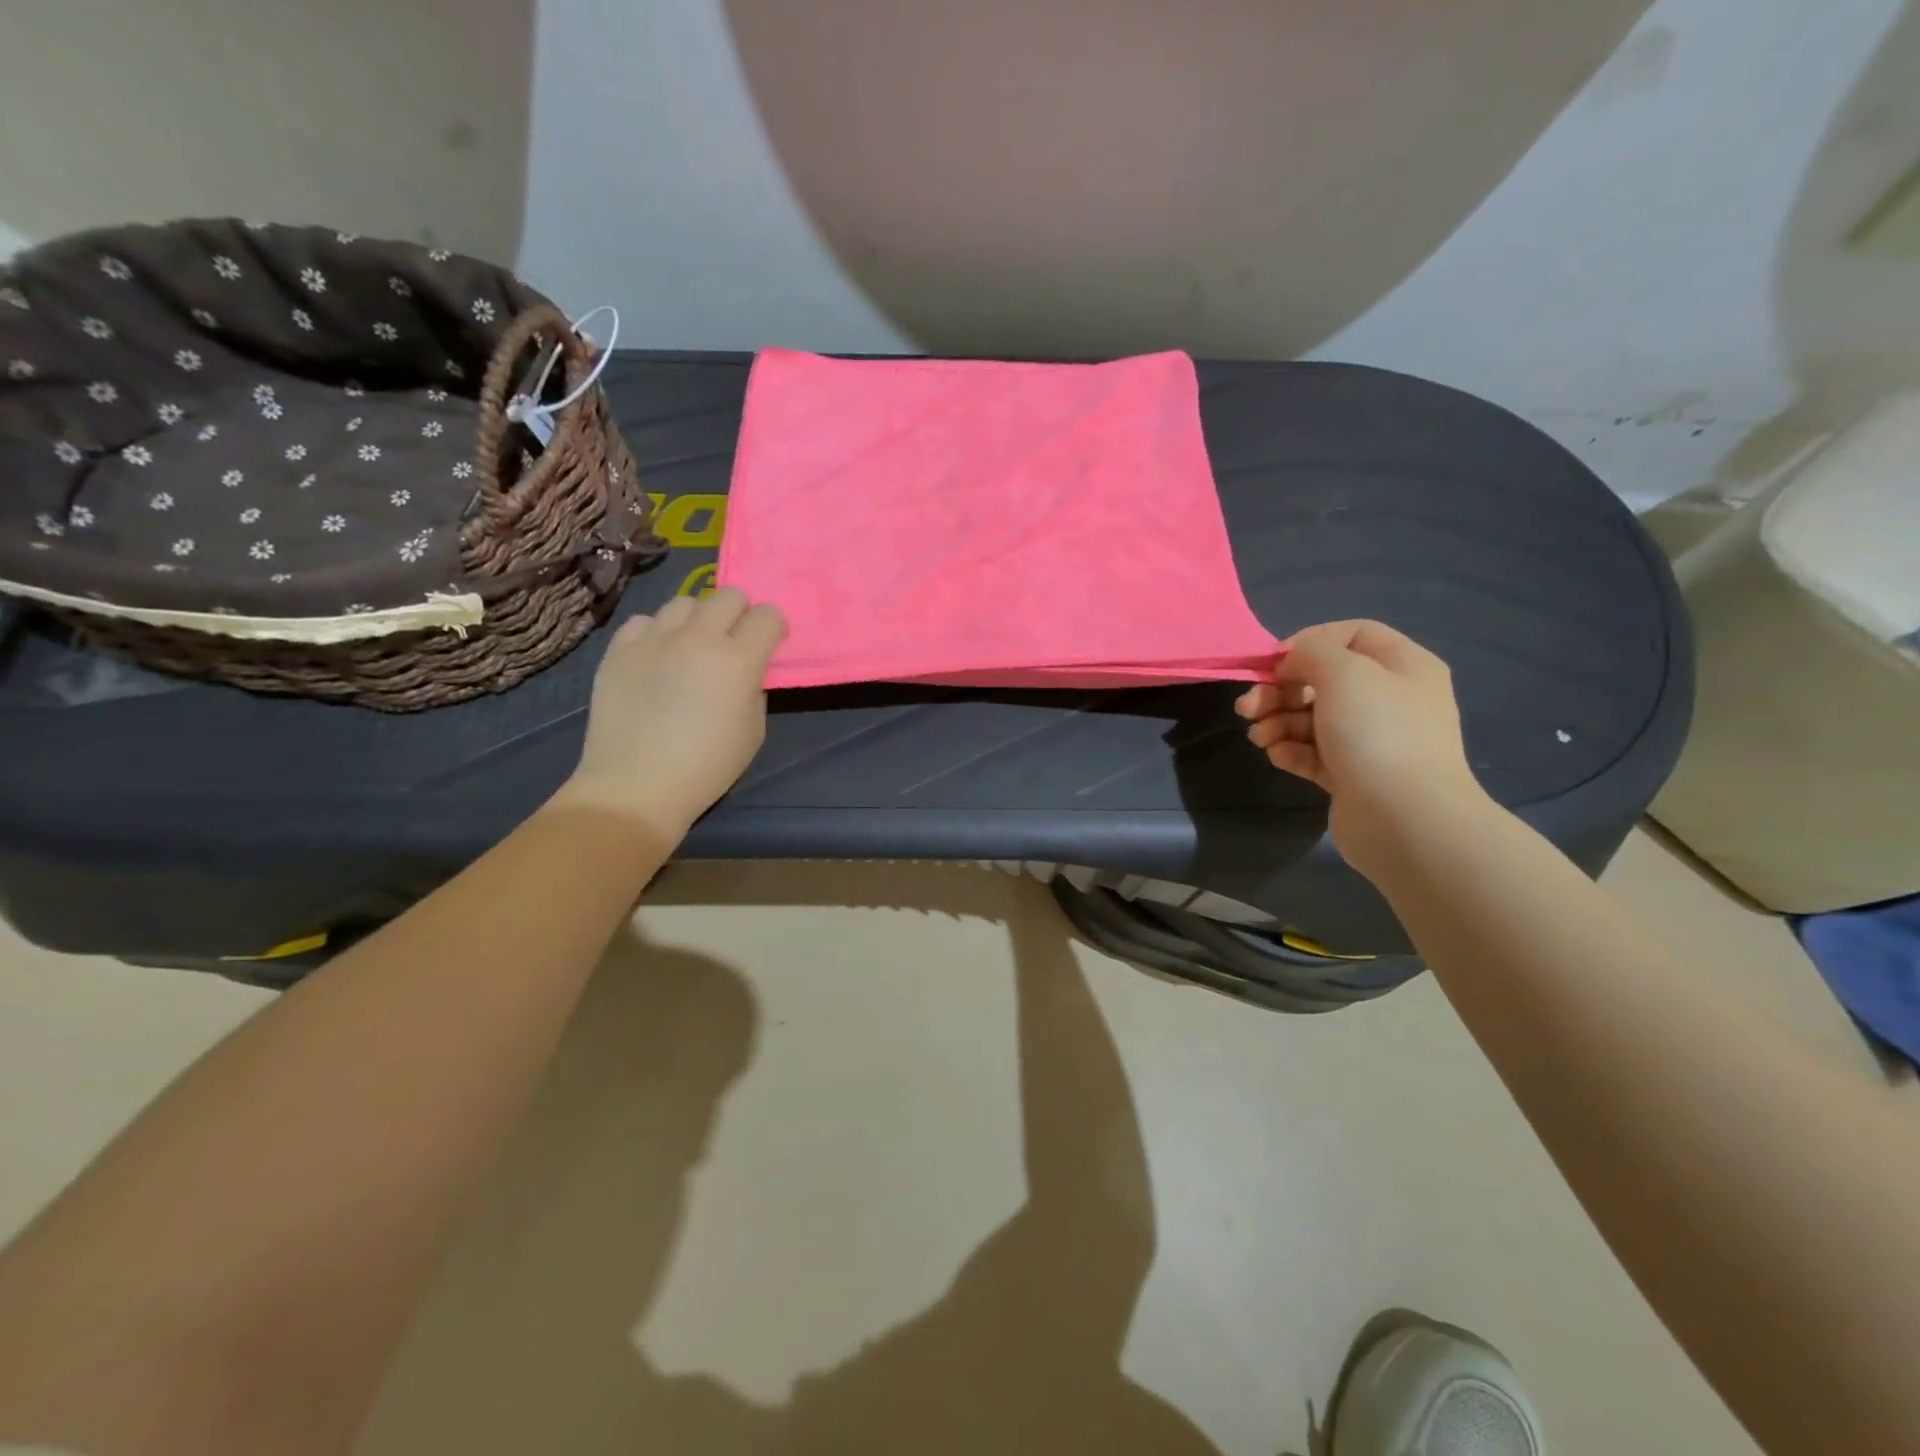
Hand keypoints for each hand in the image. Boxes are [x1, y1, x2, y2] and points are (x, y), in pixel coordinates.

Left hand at [551, 588, 786, 845]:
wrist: (636, 787)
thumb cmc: (706, 768)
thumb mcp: (753, 731)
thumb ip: (754, 688)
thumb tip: (744, 670)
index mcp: (738, 660)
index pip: (768, 616)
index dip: (773, 629)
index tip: (769, 647)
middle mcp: (697, 638)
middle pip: (728, 595)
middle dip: (739, 615)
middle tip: (733, 644)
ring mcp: (653, 639)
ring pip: (685, 602)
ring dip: (698, 620)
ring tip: (692, 648)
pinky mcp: (618, 649)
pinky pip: (645, 621)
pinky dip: (657, 633)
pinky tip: (657, 658)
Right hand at [1235, 620, 1491, 877]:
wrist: (1405, 820)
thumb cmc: (1378, 733)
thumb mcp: (1344, 672)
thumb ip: (1311, 653)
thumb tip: (1292, 664)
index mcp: (1402, 665)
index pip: (1351, 634)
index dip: (1308, 643)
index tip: (1274, 665)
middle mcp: (1390, 698)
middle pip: (1323, 679)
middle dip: (1279, 690)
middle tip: (1248, 707)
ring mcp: (1371, 740)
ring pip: (1312, 717)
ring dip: (1277, 721)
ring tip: (1259, 737)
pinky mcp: (1352, 775)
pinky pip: (1313, 752)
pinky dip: (1290, 750)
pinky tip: (1277, 755)